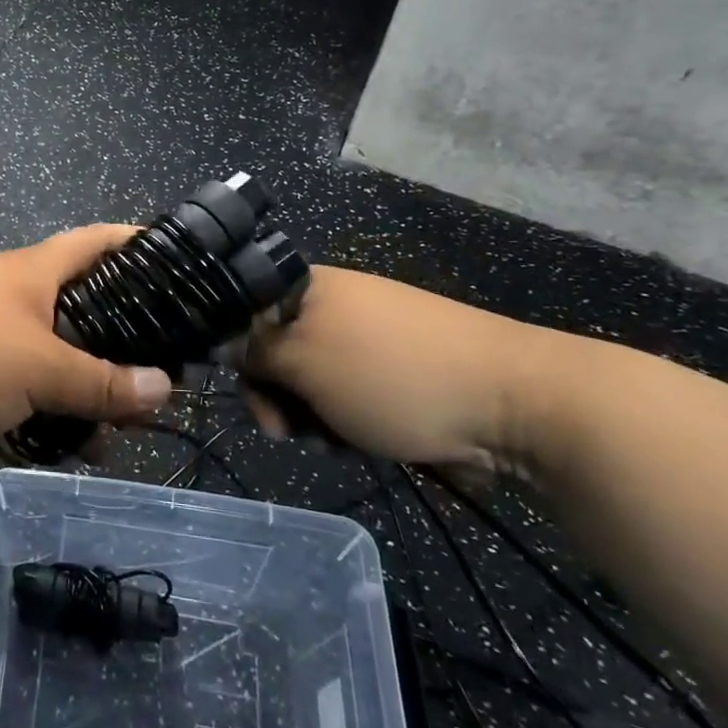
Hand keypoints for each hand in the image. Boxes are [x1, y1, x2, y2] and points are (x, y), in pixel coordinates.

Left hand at [0, 226, 171, 454]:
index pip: (99, 241)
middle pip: (83, 306)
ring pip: (52, 353)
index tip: (185, 271)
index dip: (141, 246)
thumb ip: (100, 382)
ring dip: (82, 389)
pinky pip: (18, 383)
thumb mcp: (36, 369)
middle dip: (121, 345)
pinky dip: (42, 408)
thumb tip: (164, 388)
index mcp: (34, 271)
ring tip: (112, 435)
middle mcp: (12, 291)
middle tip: (158, 383)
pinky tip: (60, 446)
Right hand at [242, 266, 555, 474]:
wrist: (512, 404)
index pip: (243, 310)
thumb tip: (216, 343)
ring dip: (309, 416)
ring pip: (308, 380)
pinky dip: (342, 421)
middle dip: (275, 395)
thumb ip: (252, 352)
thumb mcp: (303, 362)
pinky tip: (357, 442)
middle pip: (274, 350)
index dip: (234, 351)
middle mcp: (332, 305)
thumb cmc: (390, 373)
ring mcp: (366, 340)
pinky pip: (344, 395)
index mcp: (307, 286)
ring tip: (330, 440)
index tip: (244, 391)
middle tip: (283, 430)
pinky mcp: (392, 373)